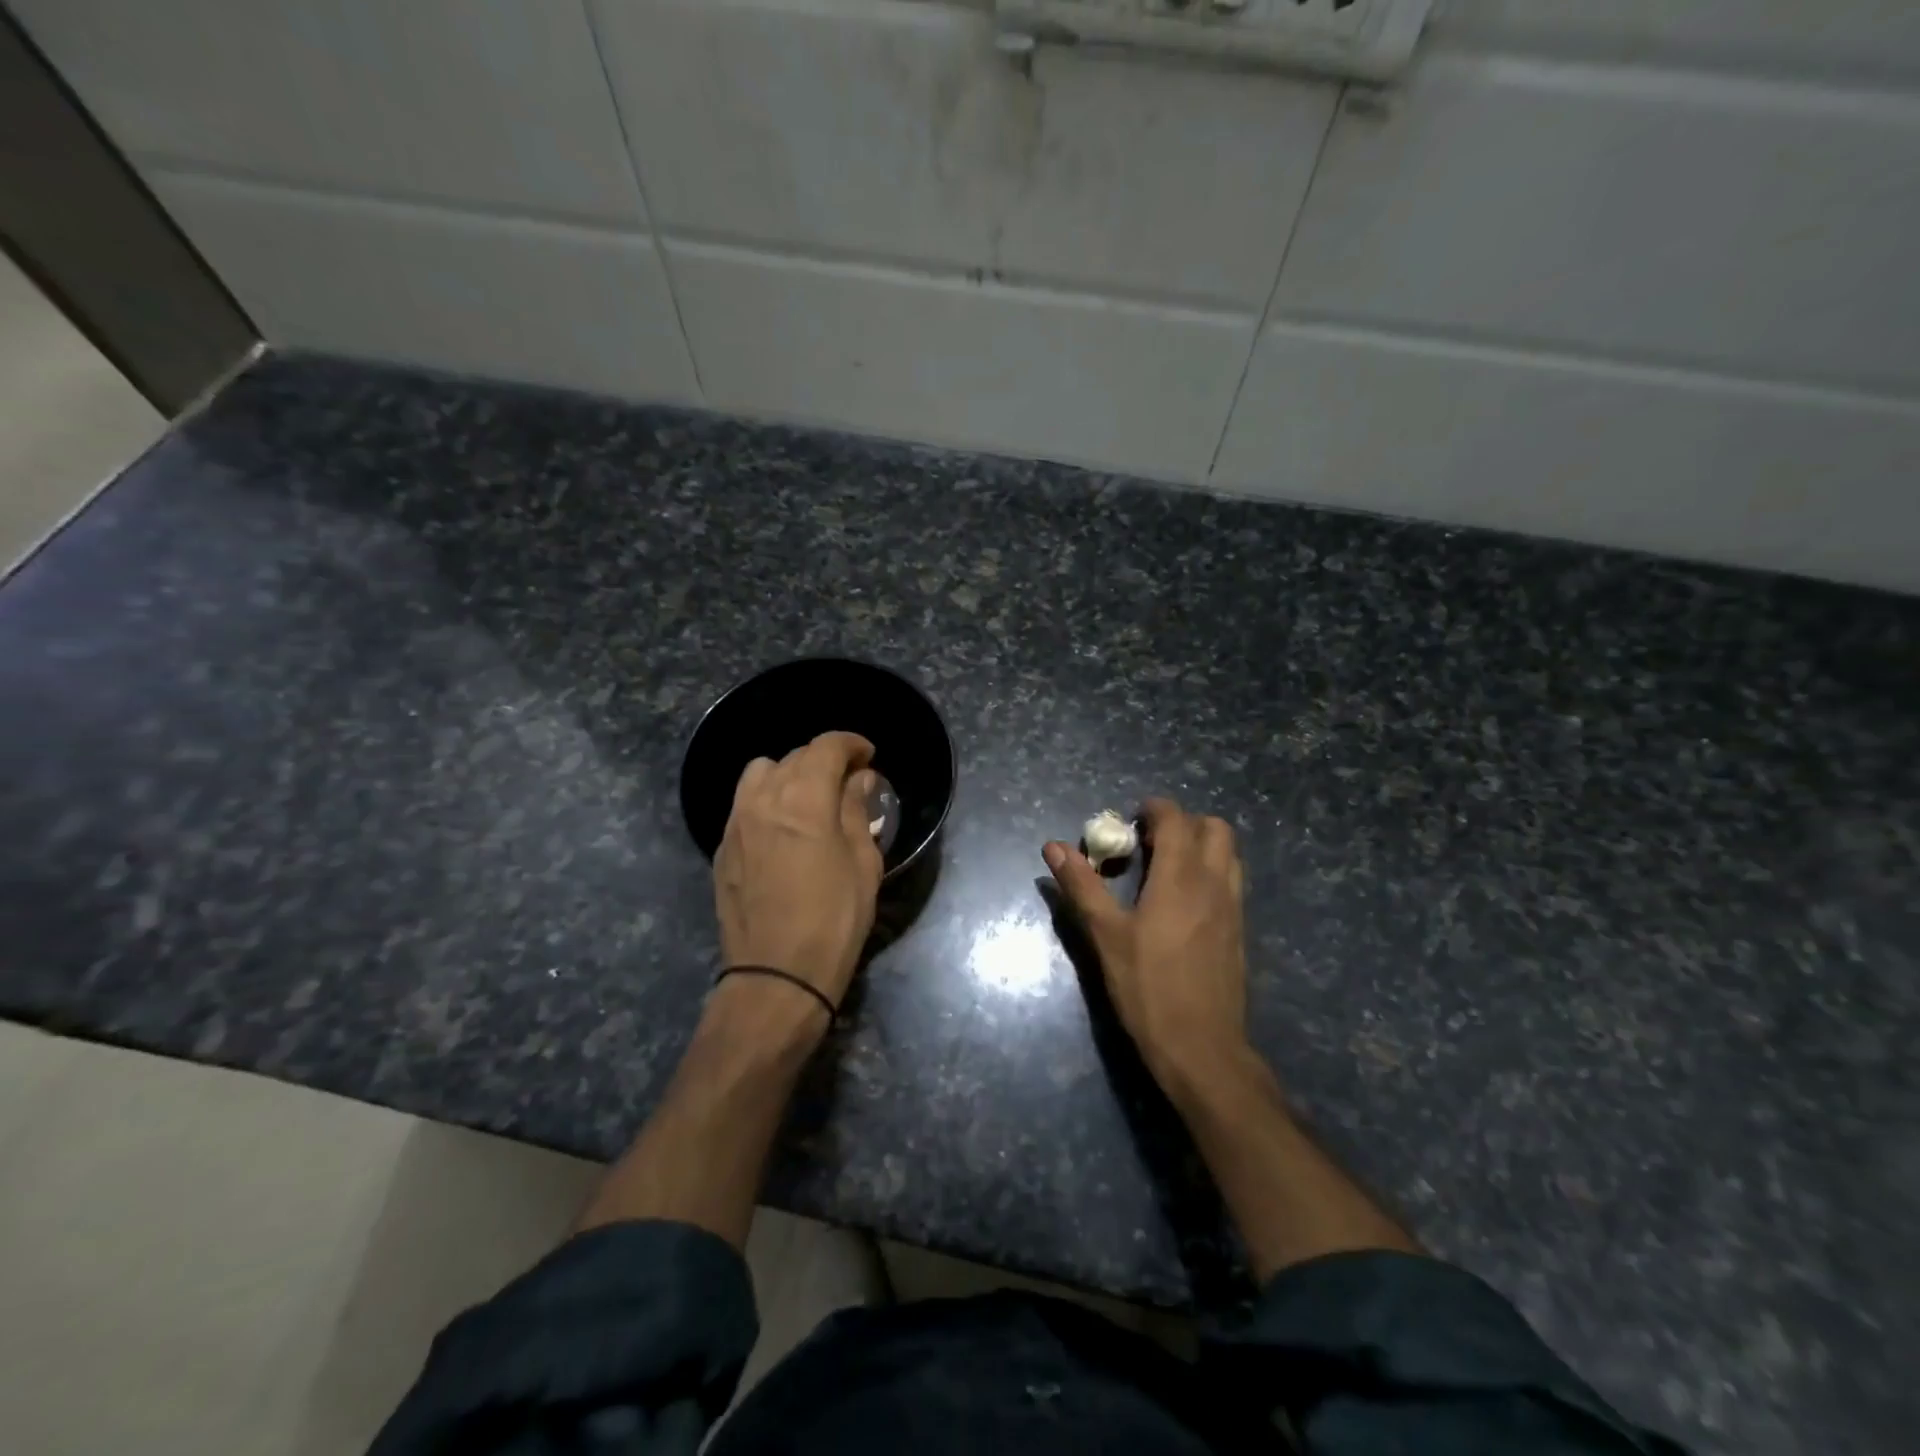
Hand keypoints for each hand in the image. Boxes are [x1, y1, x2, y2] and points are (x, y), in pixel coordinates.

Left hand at [715, 731, 883, 1013]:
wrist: (776, 975)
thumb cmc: (834, 919)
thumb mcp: (862, 864)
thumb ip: (857, 811)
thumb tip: (859, 779)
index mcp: (803, 799)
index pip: (826, 747)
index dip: (851, 743)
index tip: (868, 755)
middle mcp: (763, 799)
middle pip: (794, 756)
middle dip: (824, 759)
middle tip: (848, 781)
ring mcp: (736, 823)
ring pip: (760, 774)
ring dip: (789, 774)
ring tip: (810, 799)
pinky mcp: (722, 848)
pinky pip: (744, 804)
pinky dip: (767, 800)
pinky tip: (784, 828)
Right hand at [1044, 797, 1248, 1085]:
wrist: (1201, 1047)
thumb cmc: (1147, 987)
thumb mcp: (1105, 935)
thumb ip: (1082, 885)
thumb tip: (1054, 846)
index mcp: (1181, 877)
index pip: (1176, 819)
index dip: (1155, 809)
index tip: (1132, 818)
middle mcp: (1214, 883)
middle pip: (1214, 828)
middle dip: (1183, 823)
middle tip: (1149, 842)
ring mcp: (1233, 907)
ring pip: (1228, 854)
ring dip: (1201, 846)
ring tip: (1167, 868)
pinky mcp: (1239, 931)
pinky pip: (1231, 881)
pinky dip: (1210, 872)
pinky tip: (1183, 902)